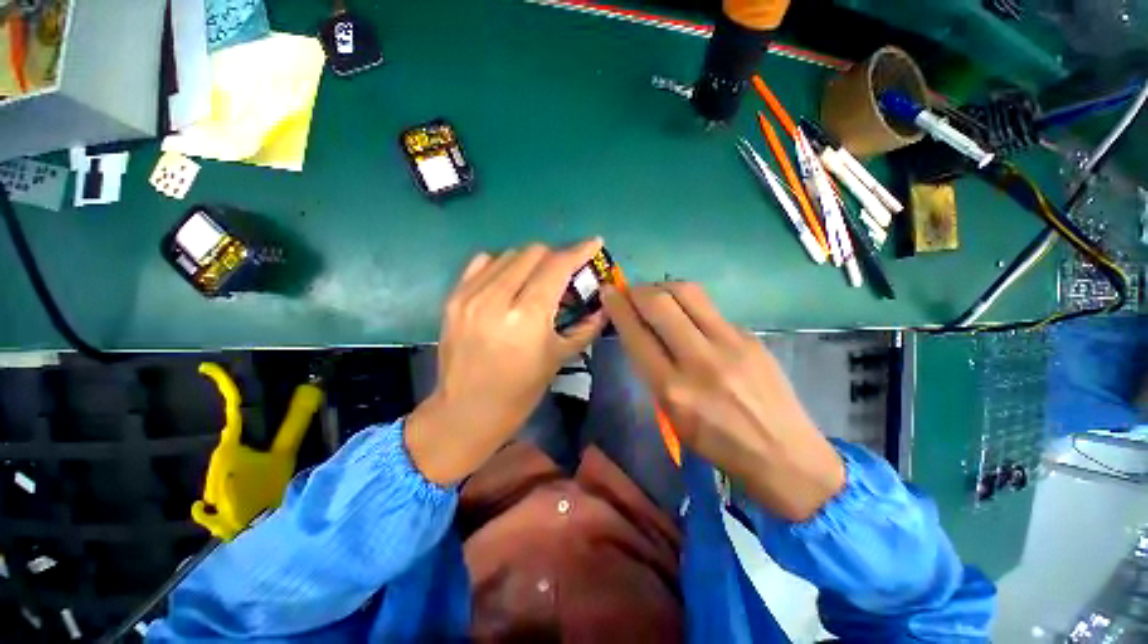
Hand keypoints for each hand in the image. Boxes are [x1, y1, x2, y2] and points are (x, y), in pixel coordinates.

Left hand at [405, 240, 607, 484]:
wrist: (466, 411)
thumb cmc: (520, 391)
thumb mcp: (559, 358)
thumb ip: (586, 326)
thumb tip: (605, 304)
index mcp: (527, 317)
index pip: (557, 266)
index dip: (579, 250)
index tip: (594, 243)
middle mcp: (497, 298)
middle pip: (534, 253)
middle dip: (556, 257)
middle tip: (564, 274)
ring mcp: (470, 295)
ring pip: (509, 254)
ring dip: (530, 262)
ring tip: (536, 281)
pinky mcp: (453, 298)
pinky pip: (483, 263)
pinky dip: (503, 266)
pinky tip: (509, 282)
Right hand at [601, 282, 844, 521]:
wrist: (784, 455)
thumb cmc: (717, 444)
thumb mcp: (671, 416)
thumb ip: (652, 370)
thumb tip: (640, 331)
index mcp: (673, 389)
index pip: (637, 333)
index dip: (618, 307)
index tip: (607, 292)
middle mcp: (700, 360)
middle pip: (660, 303)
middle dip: (637, 289)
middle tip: (629, 290)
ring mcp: (731, 343)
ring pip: (688, 292)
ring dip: (662, 287)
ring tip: (654, 293)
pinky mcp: (750, 336)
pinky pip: (710, 308)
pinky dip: (688, 304)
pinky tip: (687, 315)